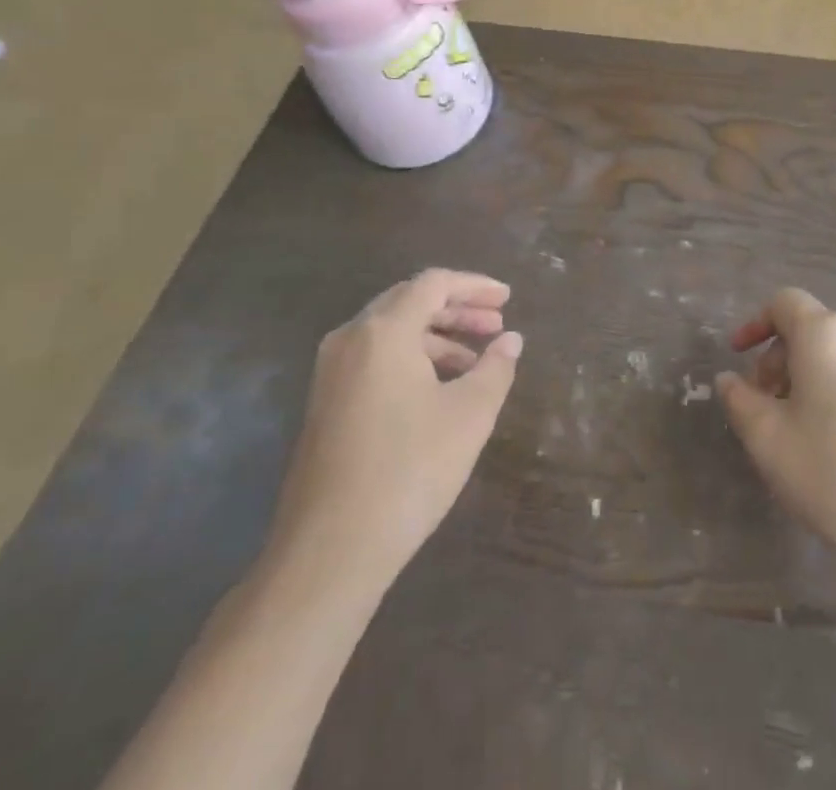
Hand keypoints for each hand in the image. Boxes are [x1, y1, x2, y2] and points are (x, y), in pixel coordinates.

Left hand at [265, 270, 521, 584]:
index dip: (475, 285)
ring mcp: (330, 372)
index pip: (433, 283)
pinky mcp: (325, 403)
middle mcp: (350, 339)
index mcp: (383, 331)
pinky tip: (440, 389)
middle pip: (410, 302)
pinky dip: (412, 359)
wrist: (329, 552)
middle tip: (496, 324)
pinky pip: (374, 359)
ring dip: (437, 336)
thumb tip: (511, 340)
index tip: (508, 299)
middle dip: (458, 309)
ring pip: (391, 332)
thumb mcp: (469, 415)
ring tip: (476, 361)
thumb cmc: (409, 470)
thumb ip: (495, 368)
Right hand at [717, 289, 835, 580]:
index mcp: (826, 334)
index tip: (738, 358)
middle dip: (778, 359)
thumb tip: (730, 380)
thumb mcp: (769, 441)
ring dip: (808, 377)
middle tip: (764, 406)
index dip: (755, 324)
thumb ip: (740, 401)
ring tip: (797, 428)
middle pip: (810, 328)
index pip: (784, 302)